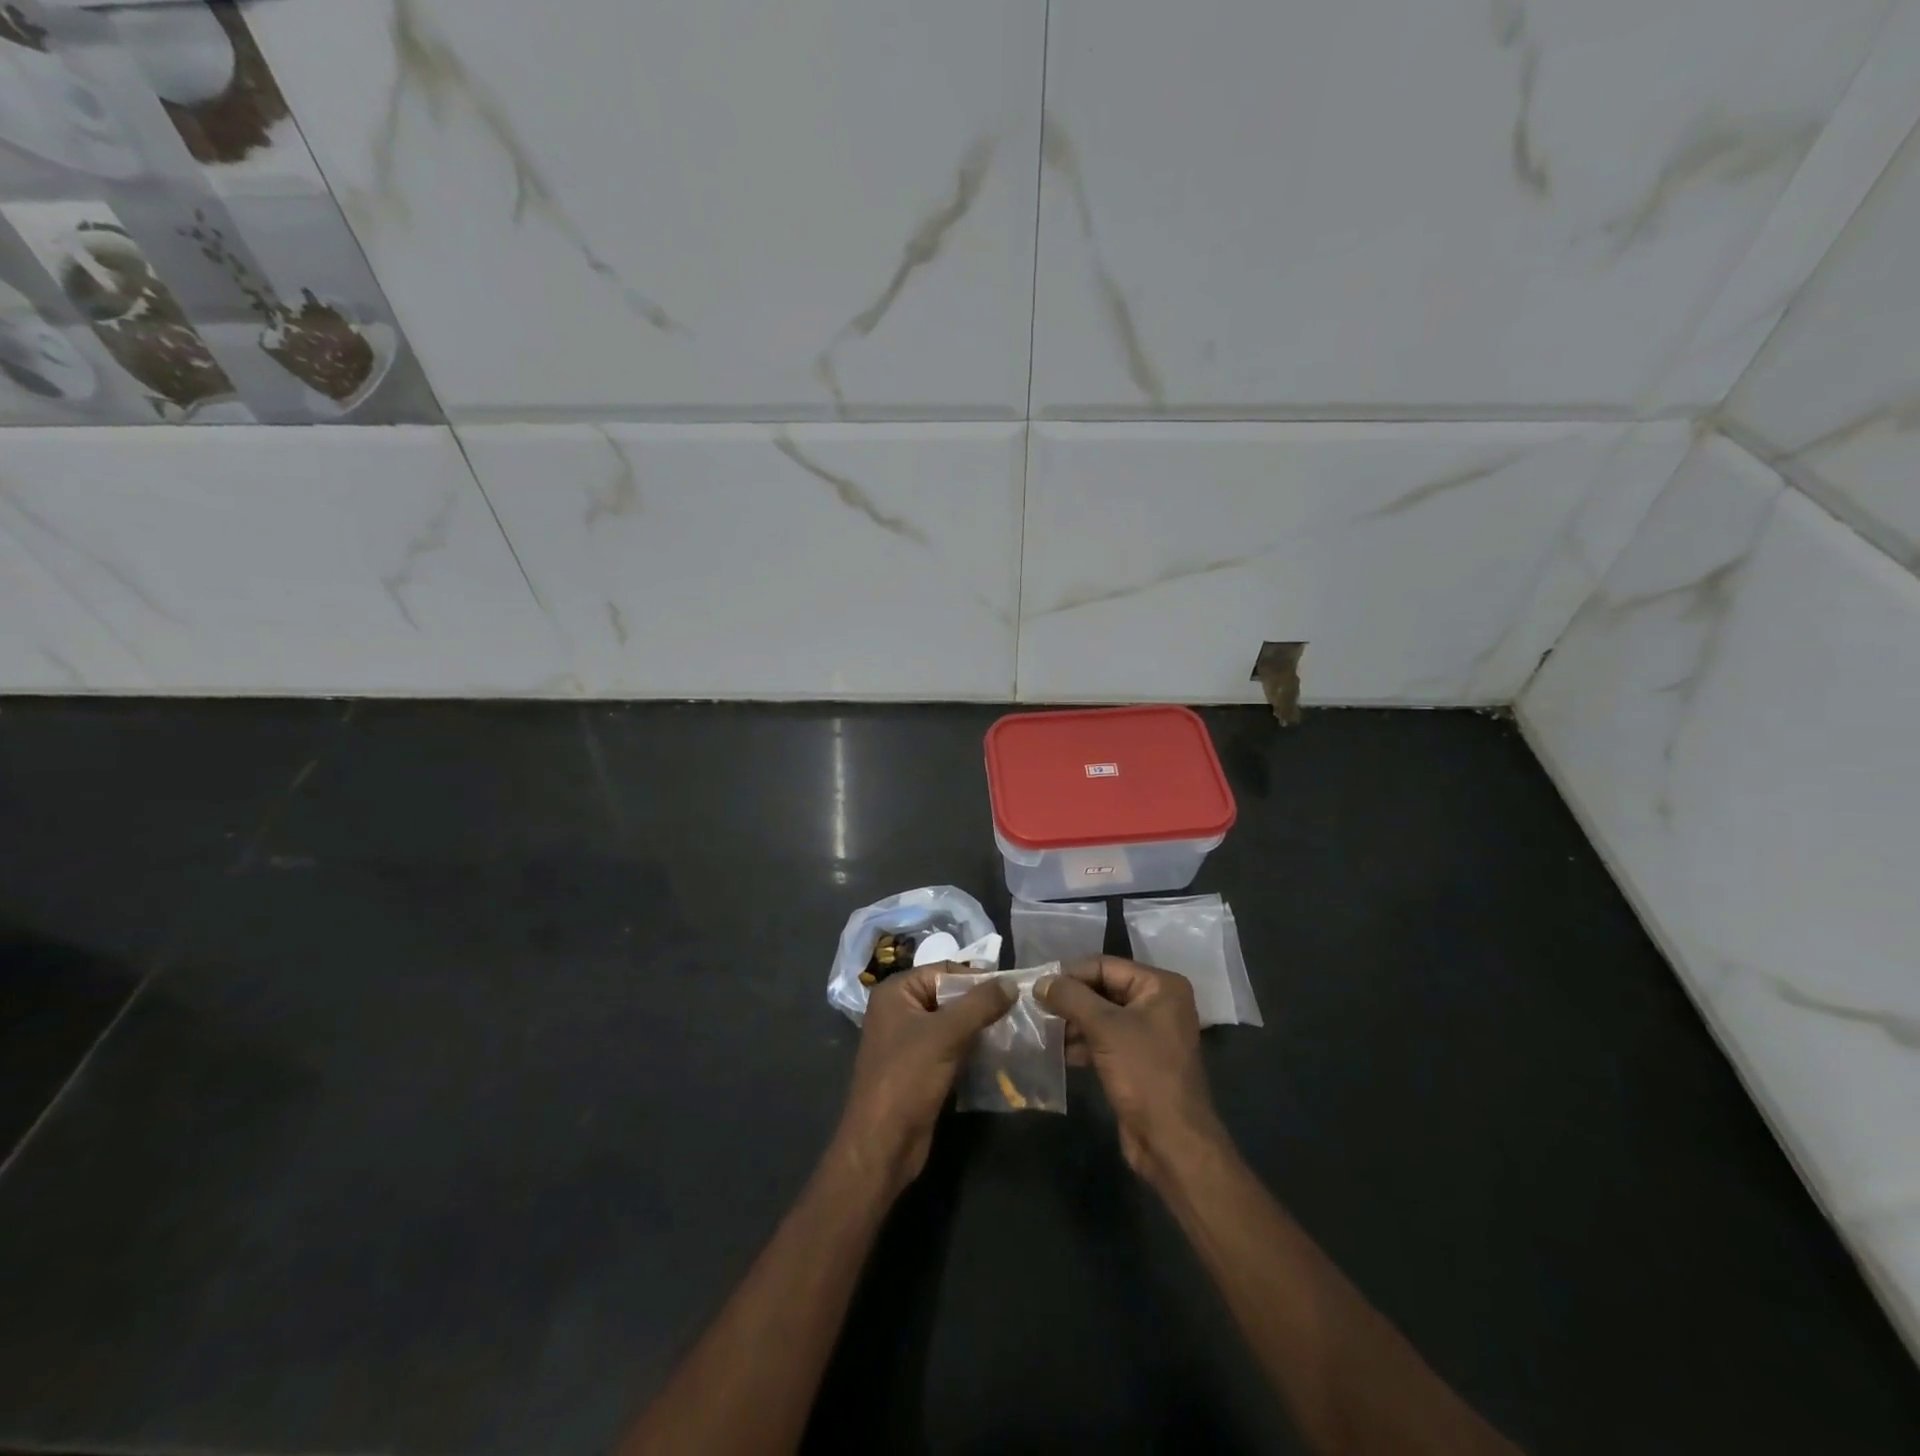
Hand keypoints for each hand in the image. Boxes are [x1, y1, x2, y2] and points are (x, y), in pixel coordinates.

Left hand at [833, 966, 1013, 1198]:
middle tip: (1017, 1012)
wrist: (882, 1145)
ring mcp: (907, 1041)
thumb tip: (1012, 982)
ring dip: (979, 1028)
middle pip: (949, 996)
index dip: (977, 979)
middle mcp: (899, 1010)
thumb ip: (980, 1005)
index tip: (1011, 991)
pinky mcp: (919, 1068)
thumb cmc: (907, 1078)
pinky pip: (950, 1047)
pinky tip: (997, 1055)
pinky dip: (971, 1048)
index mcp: (895, 992)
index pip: (944, 971)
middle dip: (980, 1005)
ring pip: (952, 1024)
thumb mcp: (946, 1035)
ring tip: (1013, 1032)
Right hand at [1038, 956, 1227, 1186]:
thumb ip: (1070, 998)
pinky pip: (1106, 1039)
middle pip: (1103, 989)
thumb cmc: (1144, 1074)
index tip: (1037, 986)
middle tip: (1035, 1007)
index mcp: (1159, 986)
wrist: (1172, 1142)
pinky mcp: (1139, 1059)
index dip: (1070, 974)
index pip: (1105, 966)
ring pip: (1101, 1015)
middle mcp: (1158, 1003)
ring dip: (1073, 1022)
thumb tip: (1040, 981)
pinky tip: (1059, 1052)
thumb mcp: (1104, 1028)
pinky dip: (1083, 1042)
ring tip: (1043, 1030)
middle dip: (1070, 999)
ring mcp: (1149, 1032)